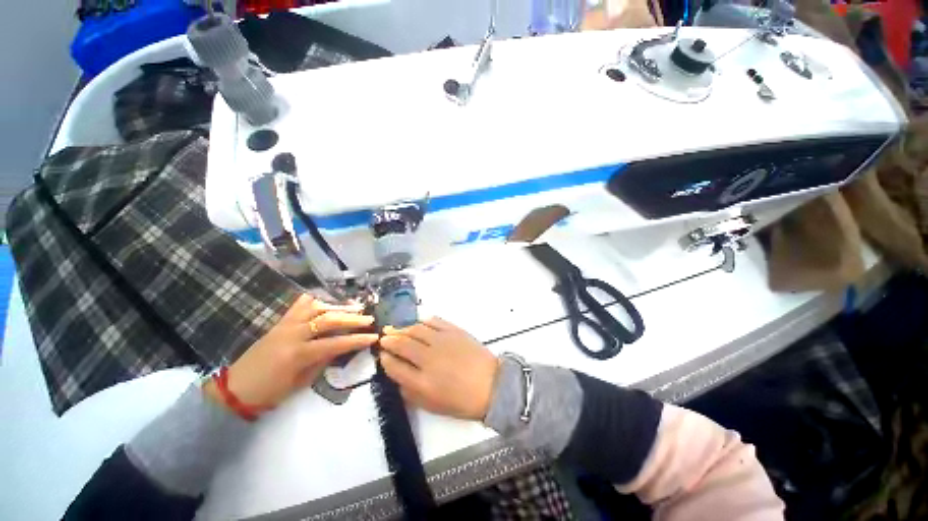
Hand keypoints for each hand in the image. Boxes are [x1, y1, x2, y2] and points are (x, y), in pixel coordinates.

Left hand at [204, 294, 377, 410]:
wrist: (235, 389)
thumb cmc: (270, 393)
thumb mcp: (301, 382)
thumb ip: (323, 361)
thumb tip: (342, 347)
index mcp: (298, 354)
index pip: (335, 343)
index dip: (357, 340)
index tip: (374, 337)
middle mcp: (293, 334)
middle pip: (329, 320)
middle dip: (352, 319)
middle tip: (369, 319)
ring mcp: (285, 325)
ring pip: (316, 308)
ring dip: (338, 307)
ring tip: (354, 308)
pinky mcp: (280, 322)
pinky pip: (299, 306)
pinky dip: (315, 301)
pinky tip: (326, 303)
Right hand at [380, 317, 499, 420]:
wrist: (491, 385)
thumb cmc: (462, 401)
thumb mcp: (433, 406)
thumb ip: (411, 393)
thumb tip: (398, 378)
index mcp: (422, 382)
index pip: (394, 367)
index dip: (385, 360)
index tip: (382, 355)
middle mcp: (428, 358)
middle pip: (402, 344)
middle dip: (390, 340)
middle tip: (384, 337)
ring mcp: (442, 341)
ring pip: (416, 330)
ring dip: (403, 328)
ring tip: (397, 329)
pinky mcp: (454, 331)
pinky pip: (435, 321)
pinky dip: (424, 321)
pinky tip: (419, 323)